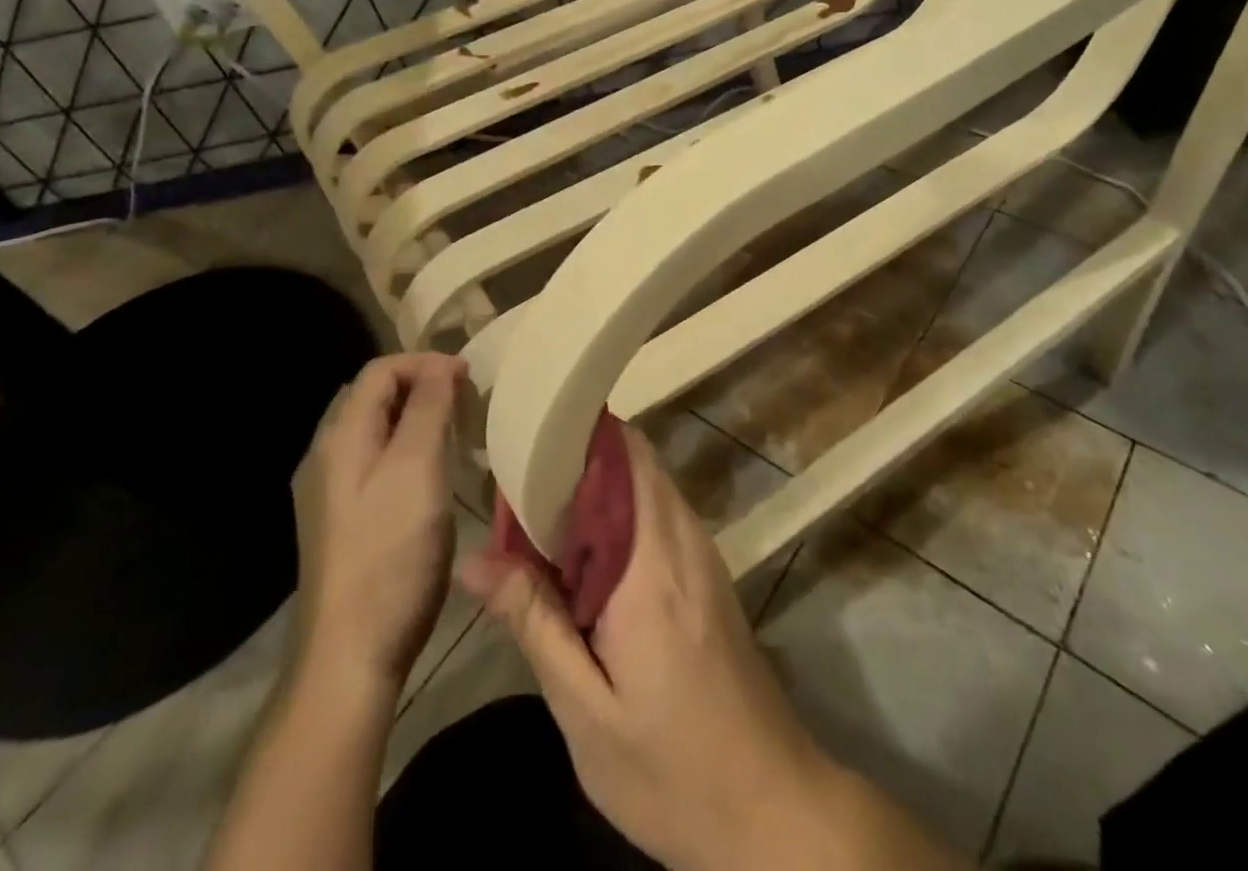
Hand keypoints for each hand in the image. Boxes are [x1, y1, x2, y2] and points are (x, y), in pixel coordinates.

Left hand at [295, 352, 466, 690]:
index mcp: (340, 436)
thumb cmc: (390, 552)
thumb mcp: (417, 468)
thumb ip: (428, 407)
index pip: (380, 370)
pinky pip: (373, 462)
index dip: (425, 362)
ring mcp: (328, 492)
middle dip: (420, 385)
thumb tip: (441, 365)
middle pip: (373, 396)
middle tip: (464, 400)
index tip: (469, 377)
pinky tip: (429, 474)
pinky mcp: (339, 522)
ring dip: (414, 417)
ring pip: (374, 430)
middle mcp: (325, 455)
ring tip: (454, 430)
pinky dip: (405, 449)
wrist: (349, 655)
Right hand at [459, 424, 834, 870]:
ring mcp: (703, 554)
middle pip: (634, 460)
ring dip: (598, 486)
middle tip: (520, 479)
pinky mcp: (709, 575)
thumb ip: (534, 621)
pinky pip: (659, 515)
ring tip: (540, 511)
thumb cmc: (672, 769)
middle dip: (578, 457)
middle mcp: (683, 539)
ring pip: (647, 484)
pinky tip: (583, 554)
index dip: (573, 436)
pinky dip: (620, 514)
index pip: (622, 456)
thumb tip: (475, 558)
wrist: (772, 810)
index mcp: (651, 562)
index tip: (523, 440)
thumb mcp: (586, 710)